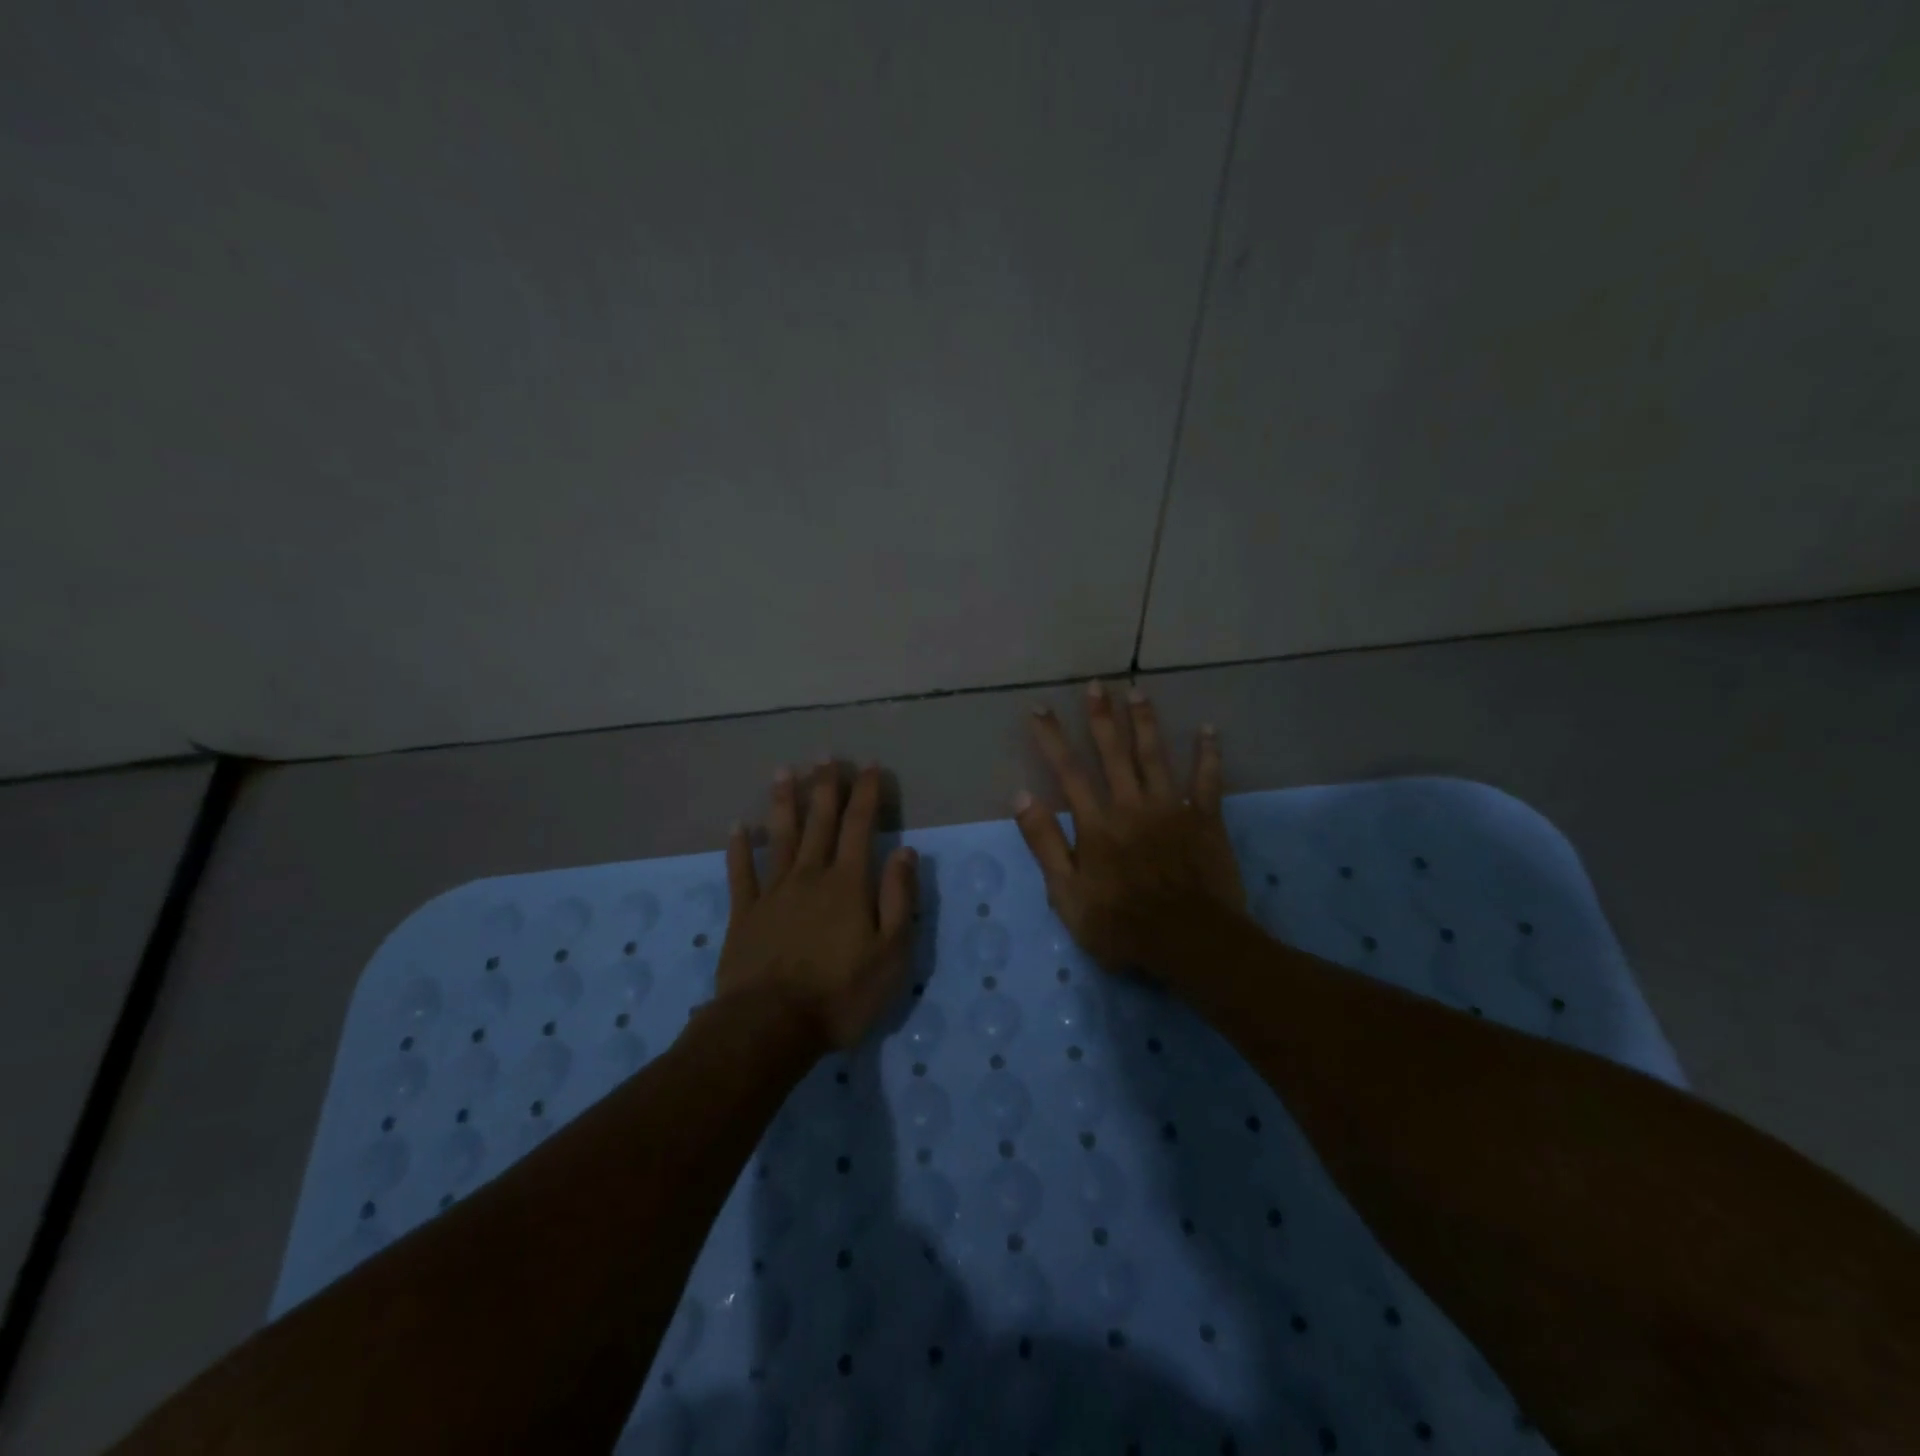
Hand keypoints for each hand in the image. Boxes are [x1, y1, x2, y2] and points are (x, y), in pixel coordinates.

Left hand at [717, 762, 918, 1050]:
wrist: (770, 1027)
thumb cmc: (841, 994)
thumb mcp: (892, 954)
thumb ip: (899, 899)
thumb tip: (905, 852)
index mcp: (848, 884)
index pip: (861, 827)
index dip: (867, 794)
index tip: (870, 766)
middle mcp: (810, 877)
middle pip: (820, 822)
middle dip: (825, 787)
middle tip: (825, 755)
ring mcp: (773, 893)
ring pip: (779, 837)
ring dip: (784, 803)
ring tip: (784, 771)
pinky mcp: (744, 915)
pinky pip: (741, 873)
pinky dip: (740, 848)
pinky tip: (738, 826)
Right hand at [1014, 683, 1245, 976]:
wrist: (1190, 942)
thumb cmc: (1121, 925)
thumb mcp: (1067, 894)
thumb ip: (1045, 843)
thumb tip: (1021, 796)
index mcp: (1097, 823)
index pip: (1068, 771)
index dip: (1052, 738)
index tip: (1039, 708)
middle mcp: (1131, 805)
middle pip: (1113, 753)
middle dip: (1102, 717)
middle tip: (1096, 685)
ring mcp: (1171, 809)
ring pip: (1155, 756)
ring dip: (1145, 723)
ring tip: (1137, 692)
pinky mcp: (1205, 819)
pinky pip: (1207, 780)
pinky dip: (1208, 754)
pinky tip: (1208, 729)